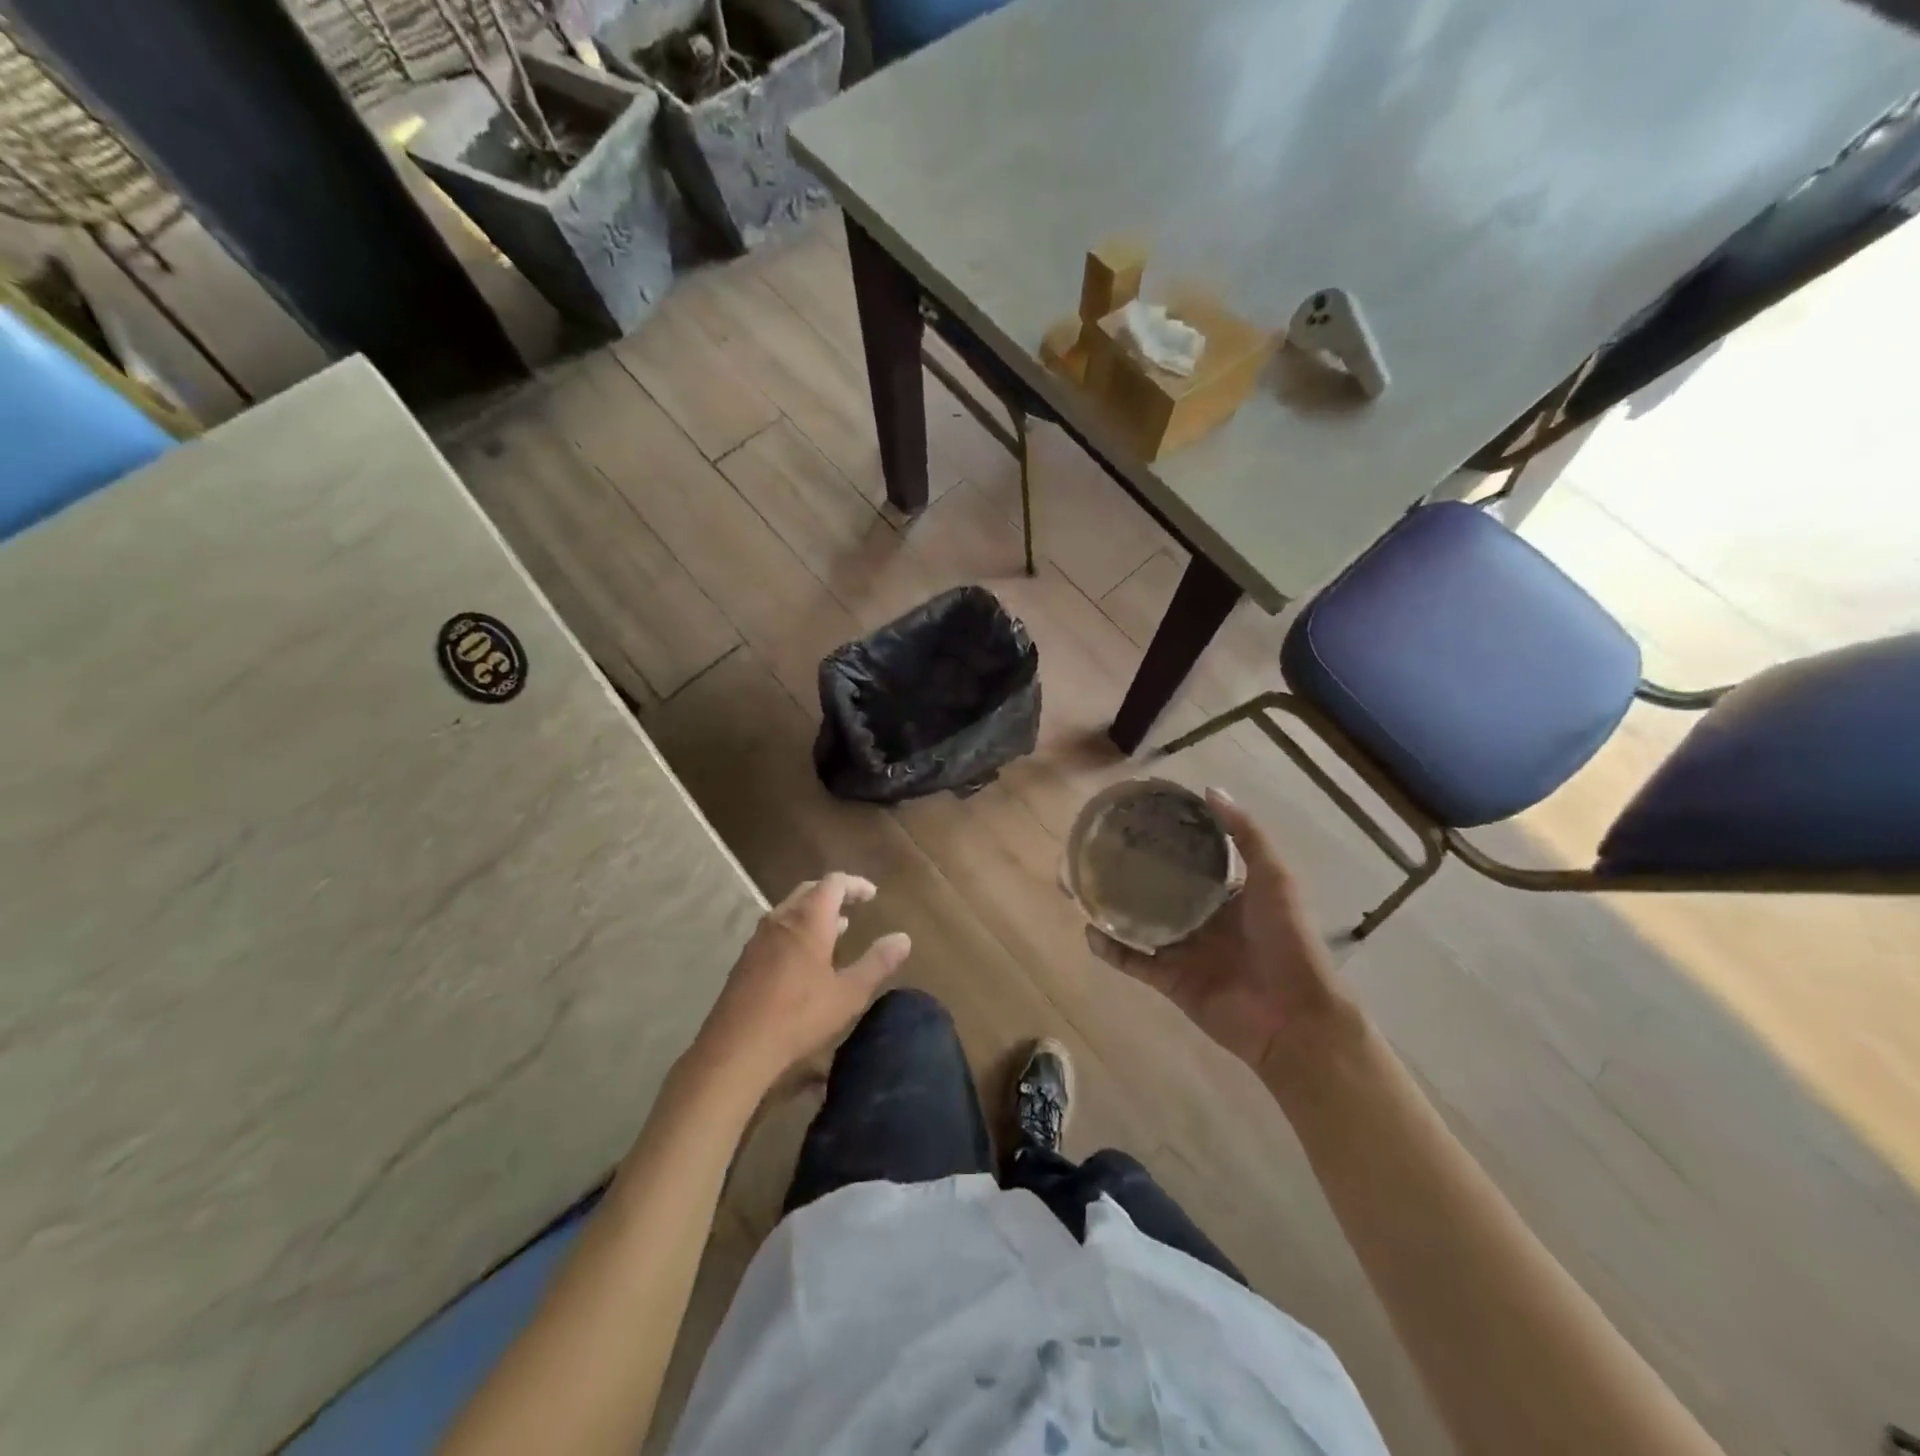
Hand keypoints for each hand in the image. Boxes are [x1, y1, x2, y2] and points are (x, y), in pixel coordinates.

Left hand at [693, 873, 911, 1089]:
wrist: (737, 1048)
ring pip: (790, 909)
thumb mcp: (848, 993)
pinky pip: (776, 929)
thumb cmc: (799, 1016)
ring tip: (836, 929)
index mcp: (808, 919)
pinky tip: (805, 957)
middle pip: (809, 890)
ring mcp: (759, 938)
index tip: (872, 895)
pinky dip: (797, 929)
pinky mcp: (746, 959)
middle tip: (854, 906)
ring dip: (814, 912)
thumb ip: (878, 963)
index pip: (833, 883)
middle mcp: (781, 919)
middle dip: (833, 894)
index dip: (855, 885)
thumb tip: (903, 938)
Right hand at [1086, 789, 1351, 1073]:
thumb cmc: (1288, 940)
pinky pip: (1133, 961)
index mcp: (1226, 892)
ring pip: (1138, 923)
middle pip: (1156, 889)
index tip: (1134, 818)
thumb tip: (1209, 790)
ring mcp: (1183, 950)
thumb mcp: (1275, 878)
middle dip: (1128, 872)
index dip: (1164, 839)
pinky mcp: (1170, 980)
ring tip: (1080, 886)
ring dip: (1111, 908)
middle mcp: (1201, 917)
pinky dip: (1111, 949)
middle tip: (1095, 851)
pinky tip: (1089, 931)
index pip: (1188, 858)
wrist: (1295, 1017)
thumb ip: (1246, 835)